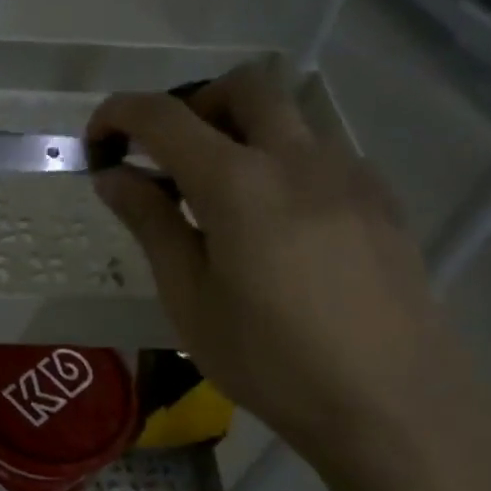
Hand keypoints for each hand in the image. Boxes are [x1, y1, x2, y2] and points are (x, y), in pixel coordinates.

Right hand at [88, 59, 474, 460]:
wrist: (393, 403)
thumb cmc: (271, 360)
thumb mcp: (189, 299)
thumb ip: (151, 225)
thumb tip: (115, 177)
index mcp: (238, 184)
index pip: (165, 117)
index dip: (119, 115)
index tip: (97, 143)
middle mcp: (297, 159)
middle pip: (243, 86)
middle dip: (193, 105)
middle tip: (170, 160)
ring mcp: (349, 174)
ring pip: (289, 115)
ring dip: (242, 131)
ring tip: (222, 198)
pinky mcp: (381, 199)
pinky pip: (322, 152)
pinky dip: (282, 161)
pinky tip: (278, 225)